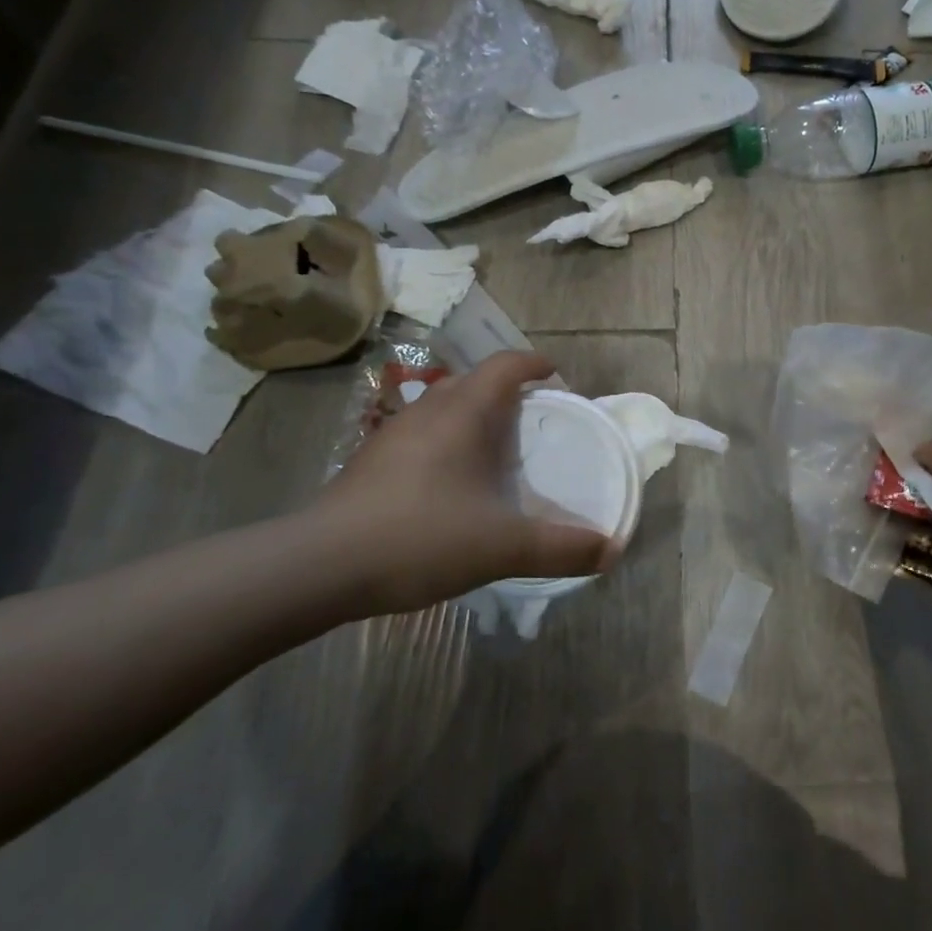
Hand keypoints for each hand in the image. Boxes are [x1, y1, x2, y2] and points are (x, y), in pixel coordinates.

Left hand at [314, 352, 618, 615]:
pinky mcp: (370, 462)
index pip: (505, 365)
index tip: (555, 375)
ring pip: (442, 408)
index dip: (533, 363)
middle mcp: (427, 411)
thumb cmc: (420, 537)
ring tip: (495, 452)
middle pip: (474, 382)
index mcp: (463, 413)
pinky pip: (420, 436)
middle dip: (506, 393)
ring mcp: (392, 435)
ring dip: (472, 418)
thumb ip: (560, 548)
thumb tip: (612, 551)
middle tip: (532, 421)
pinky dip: (445, 444)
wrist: (318, 567)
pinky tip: (450, 486)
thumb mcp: (502, 546)